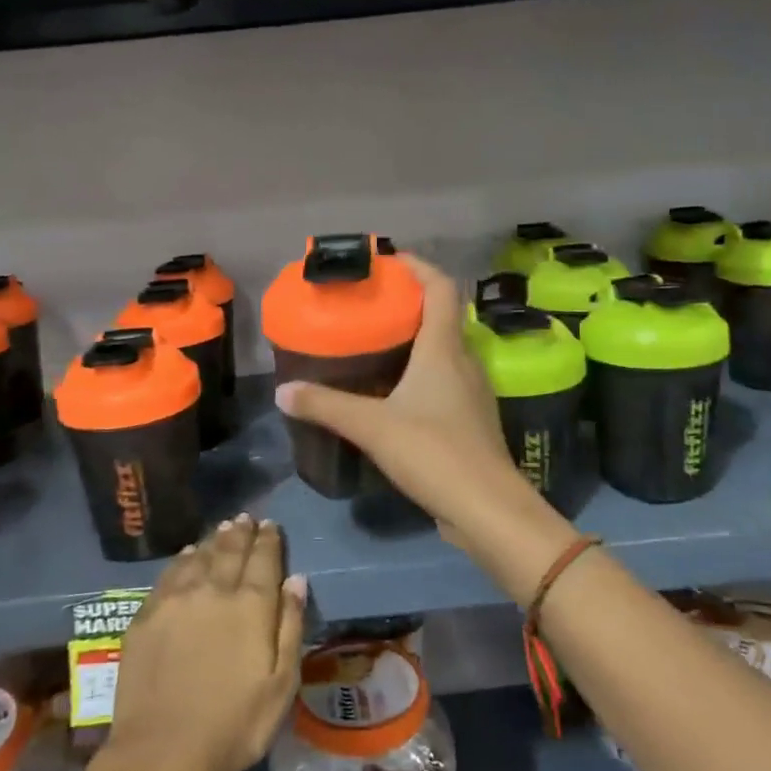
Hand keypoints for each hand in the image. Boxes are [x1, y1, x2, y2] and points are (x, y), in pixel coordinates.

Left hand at [106, 515, 306, 770]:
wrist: (162, 752)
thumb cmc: (234, 725)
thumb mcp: (281, 684)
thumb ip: (290, 627)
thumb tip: (296, 580)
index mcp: (251, 605)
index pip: (263, 559)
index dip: (269, 539)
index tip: (270, 525)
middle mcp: (214, 590)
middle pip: (230, 550)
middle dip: (241, 532)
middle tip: (245, 518)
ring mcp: (176, 600)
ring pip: (199, 556)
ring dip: (214, 540)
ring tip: (222, 529)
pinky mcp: (146, 616)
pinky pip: (169, 574)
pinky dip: (183, 559)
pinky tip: (187, 555)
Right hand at [273, 253, 560, 568]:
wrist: (487, 508)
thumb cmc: (434, 452)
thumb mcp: (372, 426)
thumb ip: (326, 406)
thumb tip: (282, 391)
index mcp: (444, 349)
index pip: (441, 287)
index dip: (418, 266)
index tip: (389, 261)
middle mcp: (464, 361)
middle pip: (443, 315)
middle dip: (410, 302)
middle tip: (371, 304)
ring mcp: (473, 391)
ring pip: (445, 349)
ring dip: (417, 338)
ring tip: (378, 343)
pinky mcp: (471, 419)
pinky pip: (446, 378)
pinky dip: (423, 371)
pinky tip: (395, 391)